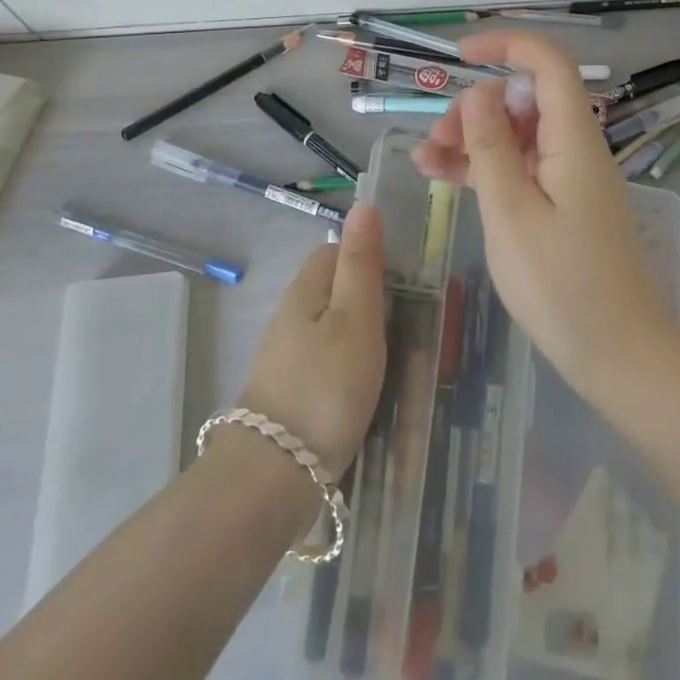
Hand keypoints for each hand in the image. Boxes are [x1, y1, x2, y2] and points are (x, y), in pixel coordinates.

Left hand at [237, 204, 386, 475]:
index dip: (369, 254)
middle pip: (331, 288)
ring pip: (329, 326)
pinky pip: (324, 360)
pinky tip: (365, 386)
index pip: (335, 249)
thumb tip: (364, 204)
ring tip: (393, 355)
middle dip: (367, 295)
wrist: (274, 476)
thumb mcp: (356, 317)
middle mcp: (289, 315)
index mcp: (305, 289)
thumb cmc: (326, 386)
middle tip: (406, 319)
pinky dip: (347, 365)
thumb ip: (361, 262)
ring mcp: (285, 356)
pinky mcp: (289, 392)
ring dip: (359, 333)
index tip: (404, 277)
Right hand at [412, 32, 678, 402]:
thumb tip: (481, 92)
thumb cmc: (563, 286)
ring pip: (516, 135)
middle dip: (476, 107)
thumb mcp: (512, 213)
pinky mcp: (561, 204)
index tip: (461, 55)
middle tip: (437, 141)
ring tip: (426, 161)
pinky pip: (520, 169)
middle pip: (524, 100)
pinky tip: (443, 177)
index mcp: (573, 140)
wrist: (619, 355)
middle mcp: (575, 148)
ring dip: (472, 140)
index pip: (549, 65)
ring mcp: (569, 177)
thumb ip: (492, 148)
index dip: (508, 46)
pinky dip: (484, 168)